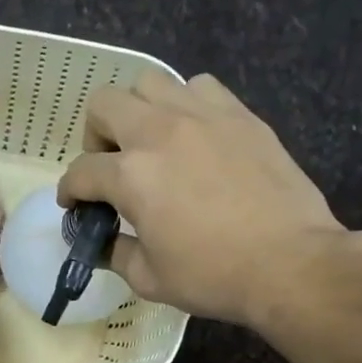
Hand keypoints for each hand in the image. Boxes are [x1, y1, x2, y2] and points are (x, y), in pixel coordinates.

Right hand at [58, 71, 361, 325]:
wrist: (291, 263)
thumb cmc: (214, 276)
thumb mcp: (149, 279)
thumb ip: (115, 253)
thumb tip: (102, 241)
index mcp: (131, 175)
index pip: (81, 171)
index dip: (70, 190)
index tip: (75, 204)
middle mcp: (158, 132)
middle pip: (104, 104)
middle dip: (95, 136)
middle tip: (111, 165)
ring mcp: (201, 116)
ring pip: (150, 83)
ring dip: (139, 110)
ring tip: (152, 142)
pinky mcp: (239, 114)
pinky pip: (199, 87)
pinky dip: (186, 104)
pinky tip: (195, 134)